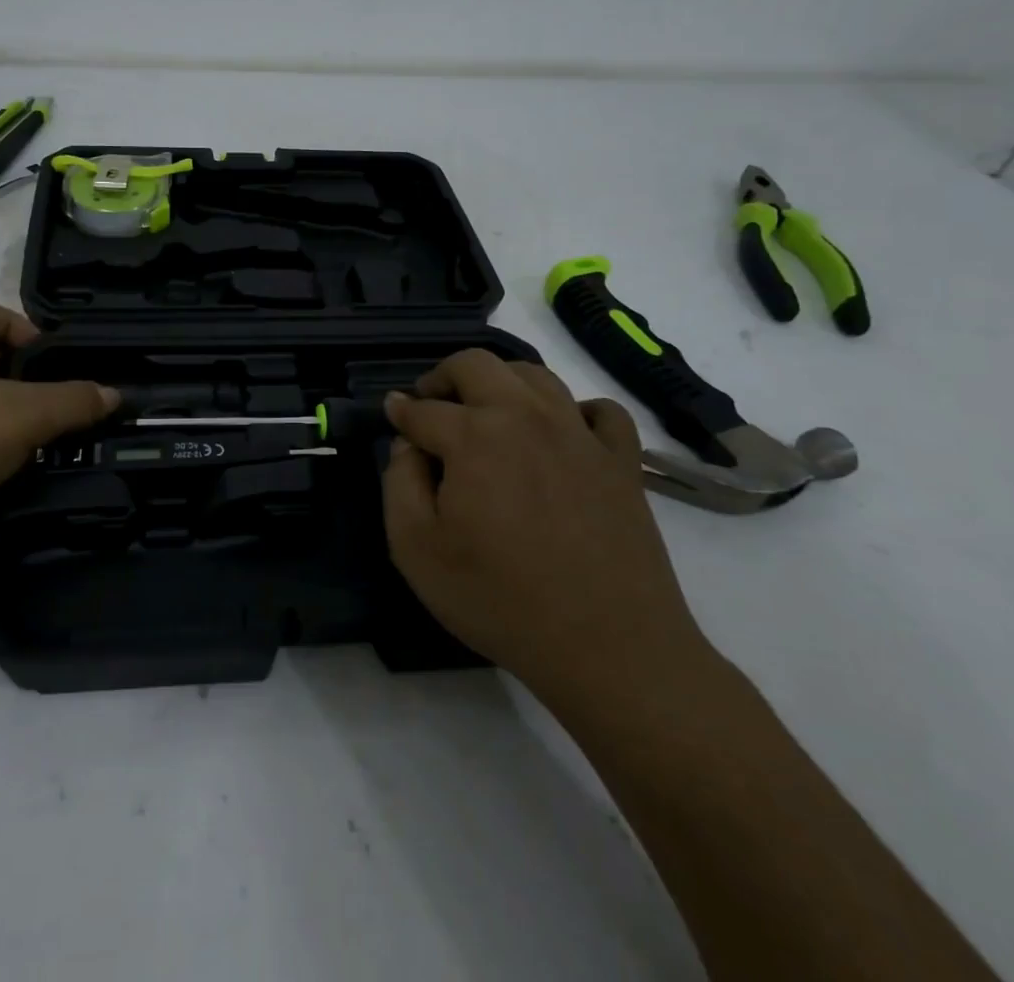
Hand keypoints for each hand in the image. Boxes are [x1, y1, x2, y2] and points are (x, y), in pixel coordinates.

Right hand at [381, 350, 711, 715]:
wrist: (609, 648)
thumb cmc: (500, 600)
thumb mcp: (416, 549)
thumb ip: (399, 483)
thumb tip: (409, 445)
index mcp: (473, 435)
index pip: (423, 409)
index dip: (401, 411)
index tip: (392, 414)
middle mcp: (526, 416)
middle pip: (477, 364)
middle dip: (443, 376)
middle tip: (431, 402)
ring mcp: (579, 433)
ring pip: (535, 375)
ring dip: (500, 381)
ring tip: (487, 411)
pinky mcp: (621, 460)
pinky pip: (601, 411)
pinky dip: (575, 410)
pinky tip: (562, 433)